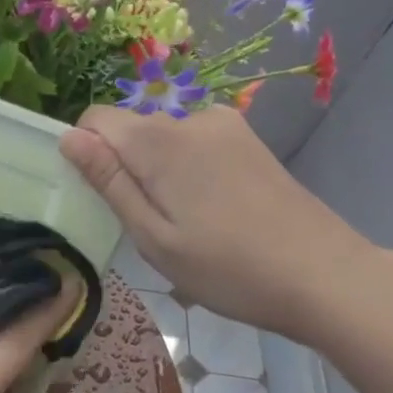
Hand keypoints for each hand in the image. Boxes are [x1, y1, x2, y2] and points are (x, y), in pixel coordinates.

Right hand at [59, 105, 373, 344]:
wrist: (324, 275)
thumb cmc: (227, 268)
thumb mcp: (153, 237)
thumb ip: (109, 182)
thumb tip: (68, 138)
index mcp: (159, 140)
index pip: (95, 120)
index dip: (87, 155)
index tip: (103, 200)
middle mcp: (190, 118)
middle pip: (131, 129)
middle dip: (125, 167)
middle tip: (149, 226)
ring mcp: (226, 126)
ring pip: (164, 139)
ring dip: (159, 172)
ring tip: (186, 225)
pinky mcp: (249, 140)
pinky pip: (195, 144)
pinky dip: (188, 170)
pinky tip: (213, 212)